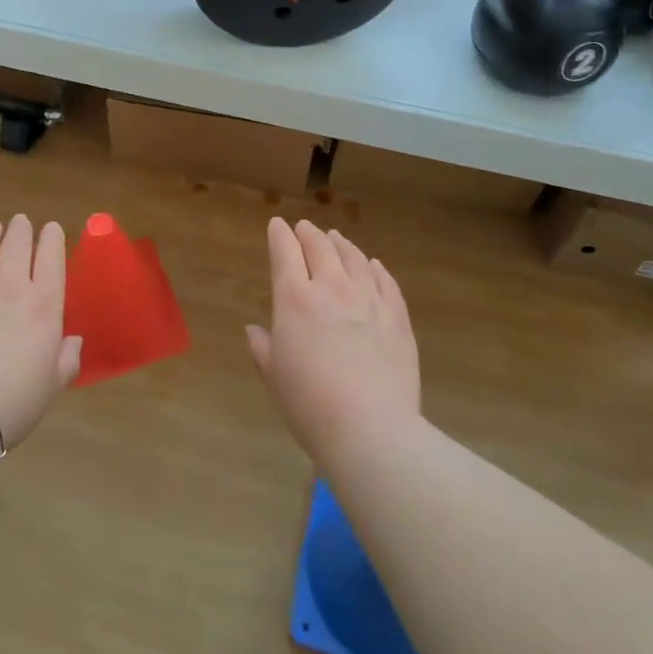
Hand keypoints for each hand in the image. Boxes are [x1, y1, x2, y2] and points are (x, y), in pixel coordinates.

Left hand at [0, 215, 80, 447]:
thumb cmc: (14, 400)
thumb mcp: (53, 384)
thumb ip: (67, 358)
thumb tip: (73, 341)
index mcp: (44, 303)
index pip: (52, 257)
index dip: (53, 238)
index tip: (52, 228)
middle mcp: (10, 284)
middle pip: (17, 244)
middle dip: (21, 229)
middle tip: (21, 222)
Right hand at [247, 217, 420, 460]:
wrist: (370, 428)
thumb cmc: (309, 402)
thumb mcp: (273, 375)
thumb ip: (262, 346)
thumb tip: (254, 329)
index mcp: (295, 297)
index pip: (286, 251)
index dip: (279, 234)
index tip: (277, 225)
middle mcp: (332, 287)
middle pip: (321, 247)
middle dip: (309, 233)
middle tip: (304, 228)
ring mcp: (370, 299)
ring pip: (355, 258)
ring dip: (342, 244)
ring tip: (337, 238)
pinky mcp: (398, 317)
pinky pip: (386, 281)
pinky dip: (376, 268)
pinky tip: (374, 265)